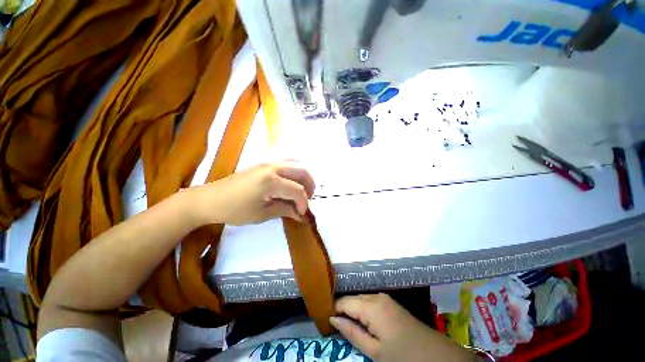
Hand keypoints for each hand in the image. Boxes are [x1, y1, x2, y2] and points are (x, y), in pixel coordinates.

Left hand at [191, 161, 314, 225]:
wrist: (210, 199)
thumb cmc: (235, 210)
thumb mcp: (262, 214)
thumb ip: (285, 210)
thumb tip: (301, 214)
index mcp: (271, 181)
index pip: (297, 190)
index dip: (303, 203)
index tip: (301, 213)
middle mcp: (273, 167)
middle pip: (302, 170)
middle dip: (310, 185)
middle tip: (307, 199)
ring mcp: (268, 162)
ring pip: (296, 163)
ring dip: (303, 176)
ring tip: (302, 190)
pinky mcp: (264, 163)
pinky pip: (287, 162)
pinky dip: (295, 171)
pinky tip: (291, 182)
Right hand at [330, 294, 474, 361]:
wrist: (435, 355)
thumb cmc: (403, 356)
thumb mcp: (374, 351)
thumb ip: (351, 332)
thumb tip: (332, 319)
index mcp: (371, 306)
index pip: (343, 301)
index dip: (333, 309)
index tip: (324, 320)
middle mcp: (376, 296)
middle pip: (352, 299)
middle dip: (342, 310)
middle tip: (334, 326)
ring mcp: (384, 298)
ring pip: (360, 300)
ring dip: (352, 310)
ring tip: (346, 325)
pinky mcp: (389, 302)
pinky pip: (369, 302)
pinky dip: (362, 311)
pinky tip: (362, 322)